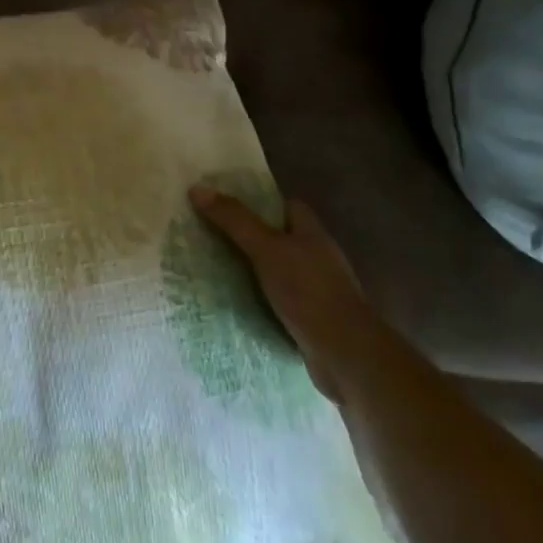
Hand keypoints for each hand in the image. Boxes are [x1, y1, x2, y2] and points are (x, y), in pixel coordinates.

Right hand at [189, 186, 378, 401]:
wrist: (345, 354)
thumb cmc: (308, 292)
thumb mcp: (266, 249)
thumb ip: (235, 220)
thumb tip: (197, 188)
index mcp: (312, 233)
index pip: (288, 206)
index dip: (260, 202)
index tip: (228, 205)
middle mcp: (318, 257)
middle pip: (281, 238)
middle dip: (250, 238)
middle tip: (211, 236)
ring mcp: (317, 290)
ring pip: (279, 271)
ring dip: (254, 272)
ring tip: (215, 270)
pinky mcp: (312, 319)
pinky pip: (280, 302)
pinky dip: (261, 301)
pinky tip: (237, 304)